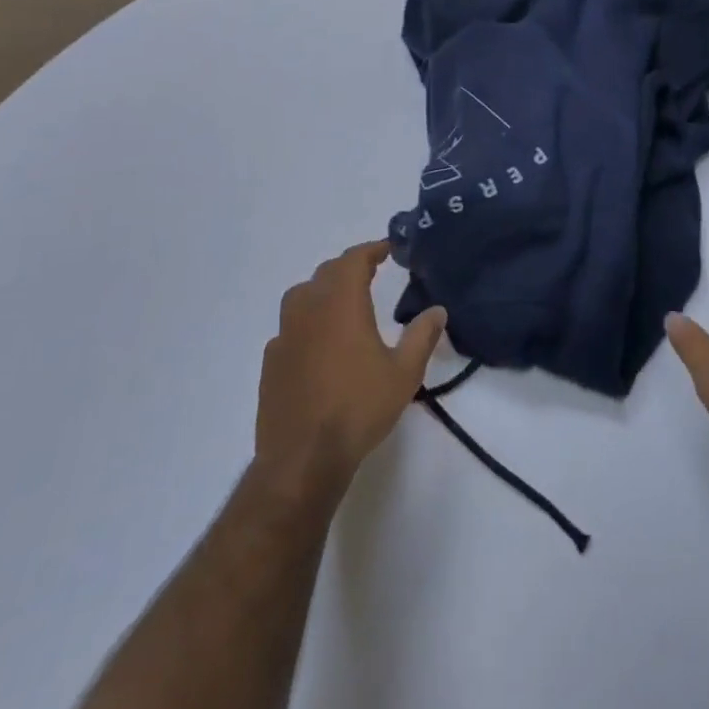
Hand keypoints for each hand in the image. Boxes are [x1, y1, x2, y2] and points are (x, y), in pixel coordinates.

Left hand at [254, 241, 446, 505]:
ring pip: (301, 296)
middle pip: (326, 273)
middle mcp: (309, 310)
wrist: (302, 459)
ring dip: (323, 290)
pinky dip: (306, 322)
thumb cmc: (358, 408)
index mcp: (341, 304)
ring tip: (342, 303)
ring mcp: (284, 336)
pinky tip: (318, 343)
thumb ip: (422, 336)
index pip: (354, 260)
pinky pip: (289, 327)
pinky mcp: (271, 362)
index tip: (389, 249)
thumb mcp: (404, 373)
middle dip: (349, 267)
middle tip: (371, 273)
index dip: (372, 249)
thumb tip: (438, 310)